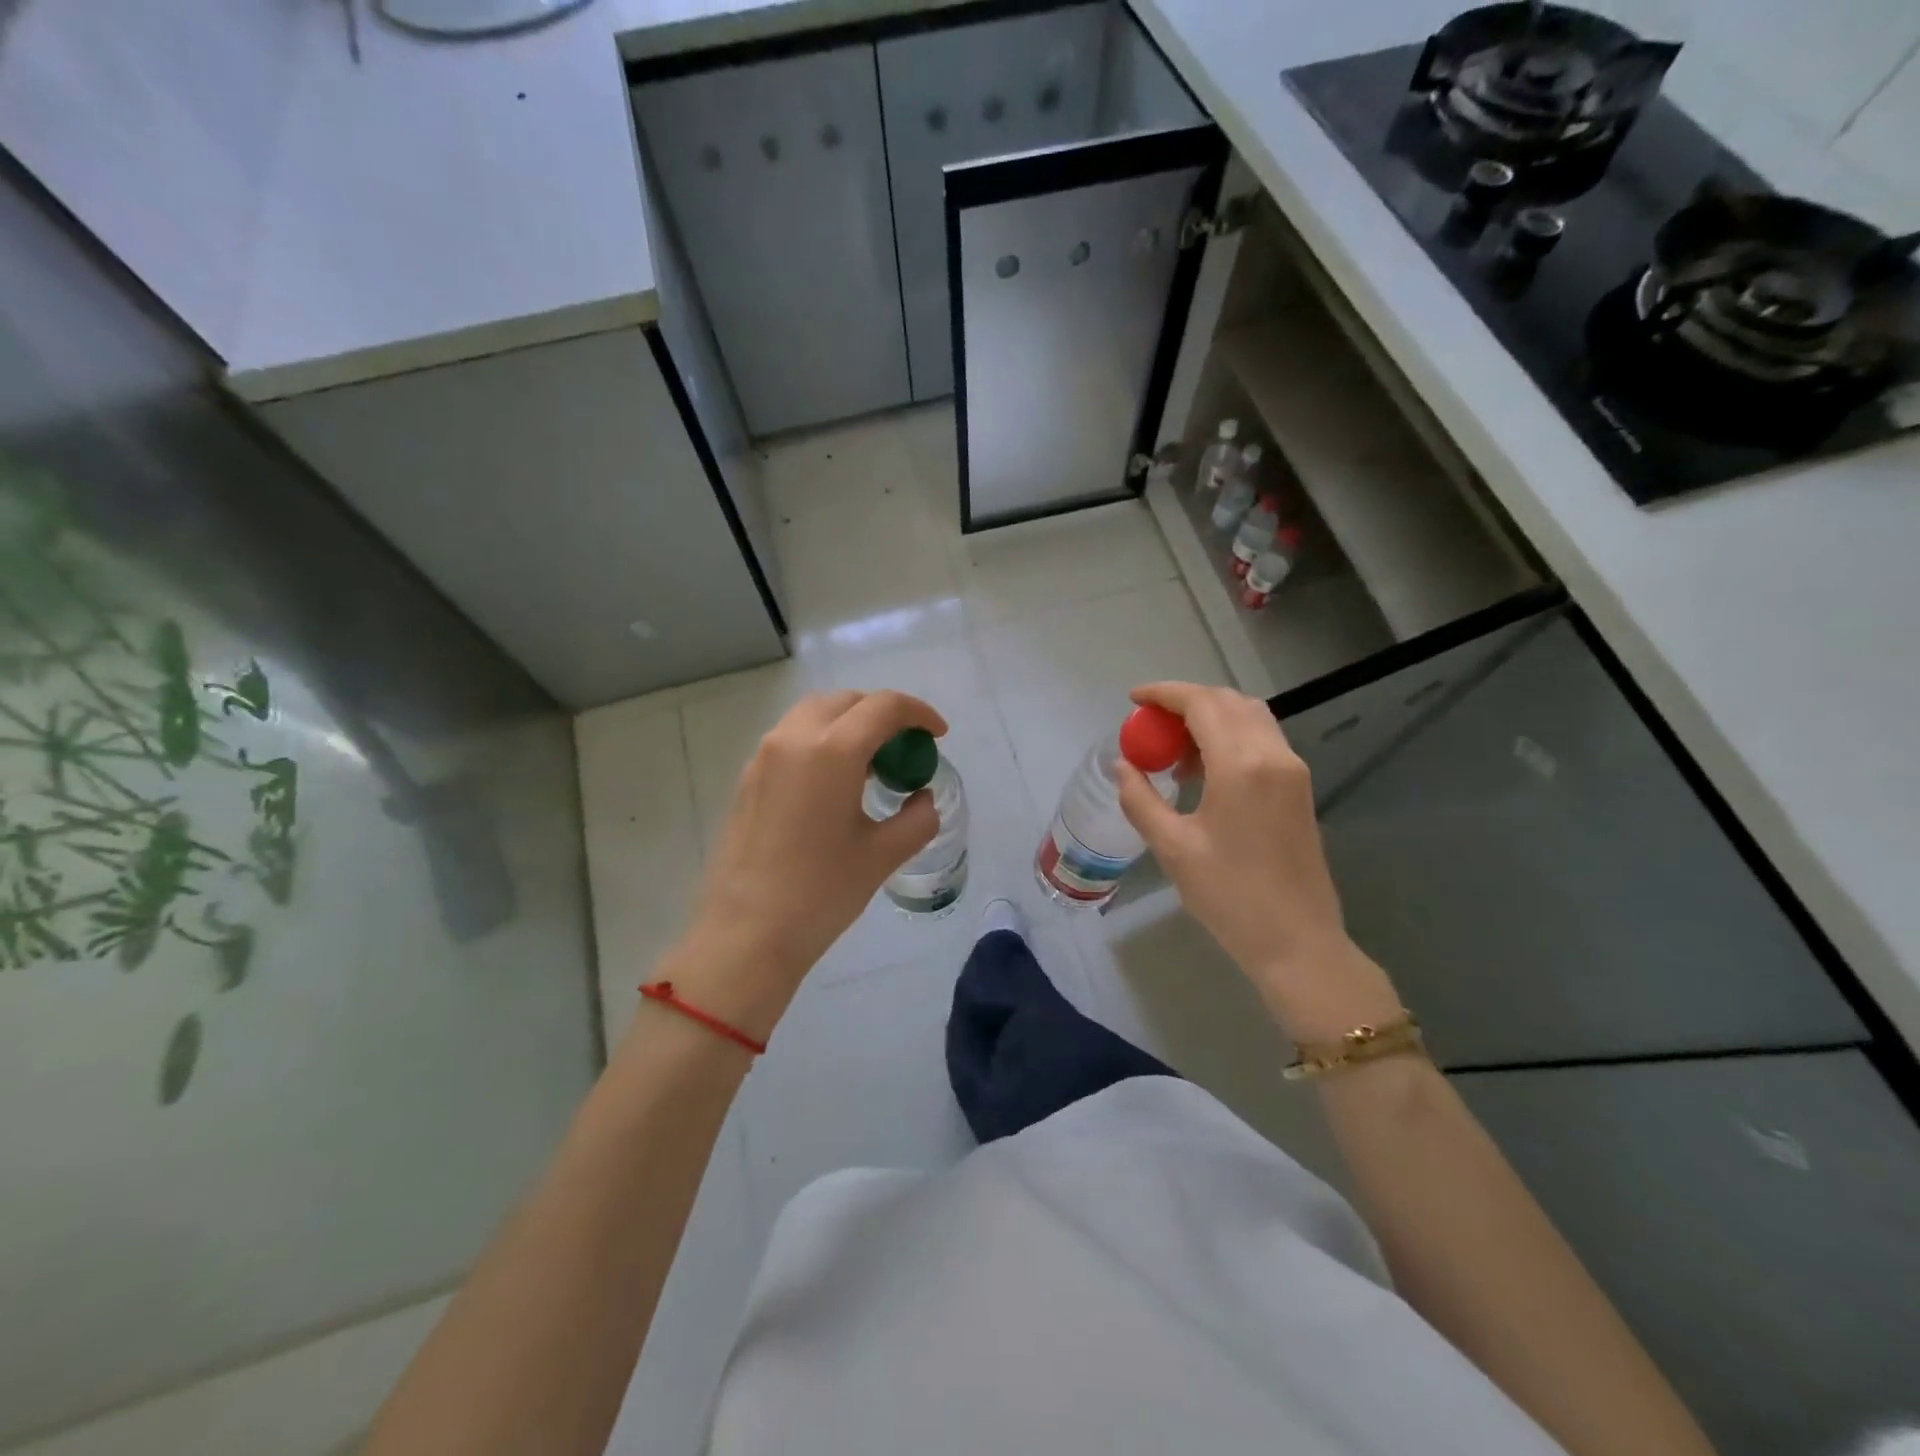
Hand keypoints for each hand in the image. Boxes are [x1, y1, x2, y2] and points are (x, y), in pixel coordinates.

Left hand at [660, 690, 945, 1040]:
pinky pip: (793, 738)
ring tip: (872, 763)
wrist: (747, 933)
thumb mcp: (883, 855)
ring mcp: (764, 756)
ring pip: (815, 714)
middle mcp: (794, 738)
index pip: (884, 707)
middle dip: (883, 713)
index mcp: (832, 750)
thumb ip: (917, 818)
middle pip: (846, 701)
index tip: (938, 735)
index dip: (919, 713)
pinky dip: (822, 741)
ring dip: (850, 723)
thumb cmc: (821, 892)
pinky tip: (835, 782)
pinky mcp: (748, 777)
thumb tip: (922, 799)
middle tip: (906, 746)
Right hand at [1115, 681, 1400, 1042]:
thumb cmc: (1229, 896)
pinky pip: (1262, 740)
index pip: (1202, 704)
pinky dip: (1230, 736)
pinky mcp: (1299, 788)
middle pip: (1228, 701)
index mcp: (1241, 765)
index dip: (1164, 694)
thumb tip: (1123, 766)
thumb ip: (1141, 799)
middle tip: (1151, 724)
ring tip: (1174, 750)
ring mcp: (1292, 770)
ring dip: (1210, 717)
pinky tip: (1205, 769)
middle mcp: (1273, 755)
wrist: (1297, 942)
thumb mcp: (1172, 848)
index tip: (1134, 699)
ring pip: (1250, 717)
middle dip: (1186, 701)